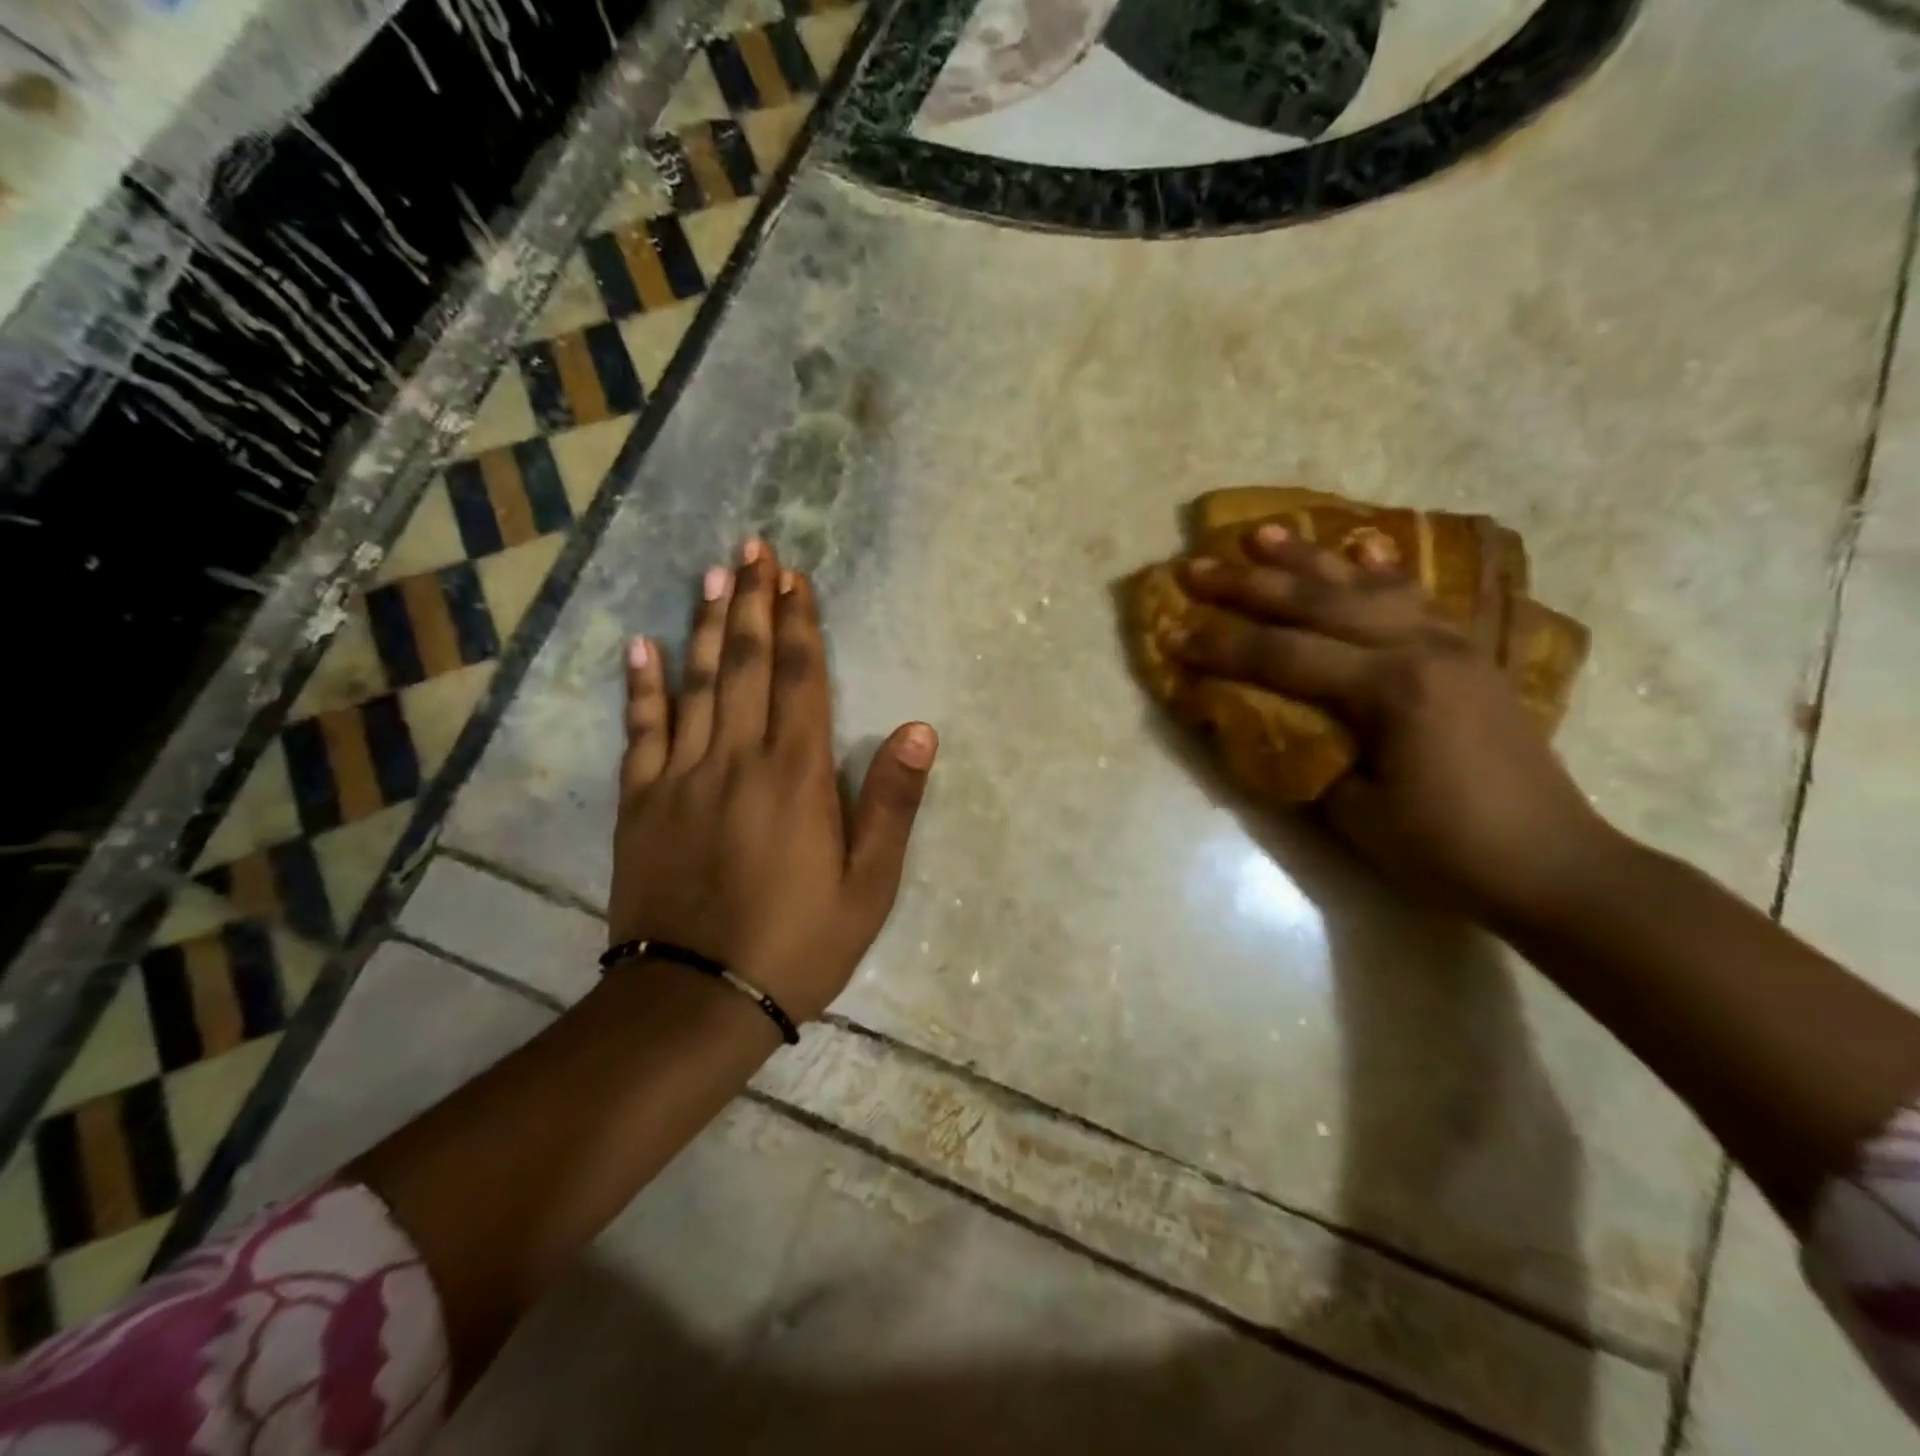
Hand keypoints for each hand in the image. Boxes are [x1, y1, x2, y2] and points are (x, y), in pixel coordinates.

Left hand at [609, 540, 937, 1022]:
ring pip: (697, 684)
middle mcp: (737, 759)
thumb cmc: (799, 943)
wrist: (698, 999)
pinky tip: (643, 646)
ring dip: (709, 626)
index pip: (802, 680)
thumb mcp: (869, 885)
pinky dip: (643, 686)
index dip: (801, 624)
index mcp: (796, 775)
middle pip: (749, 666)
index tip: (796, 577)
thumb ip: (891, 803)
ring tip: (714, 575)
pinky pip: (642, 731)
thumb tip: (920, 730)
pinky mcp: (641, 803)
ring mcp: (681, 776)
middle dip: (755, 604)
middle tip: (753, 549)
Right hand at [1169, 524, 1615, 926]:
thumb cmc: (1445, 849)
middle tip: (1194, 566)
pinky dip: (1375, 570)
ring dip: (1306, 559)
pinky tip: (1356, 550)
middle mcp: (1421, 648)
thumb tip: (1262, 717)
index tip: (1172, 633)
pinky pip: (1412, 596)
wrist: (1551, 864)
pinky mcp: (1467, 653)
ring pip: (1364, 585)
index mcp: (1391, 689)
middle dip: (1248, 584)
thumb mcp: (1354, 812)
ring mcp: (1452, 643)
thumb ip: (1304, 751)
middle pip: (1318, 603)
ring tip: (1260, 533)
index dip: (1222, 645)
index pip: (1284, 656)